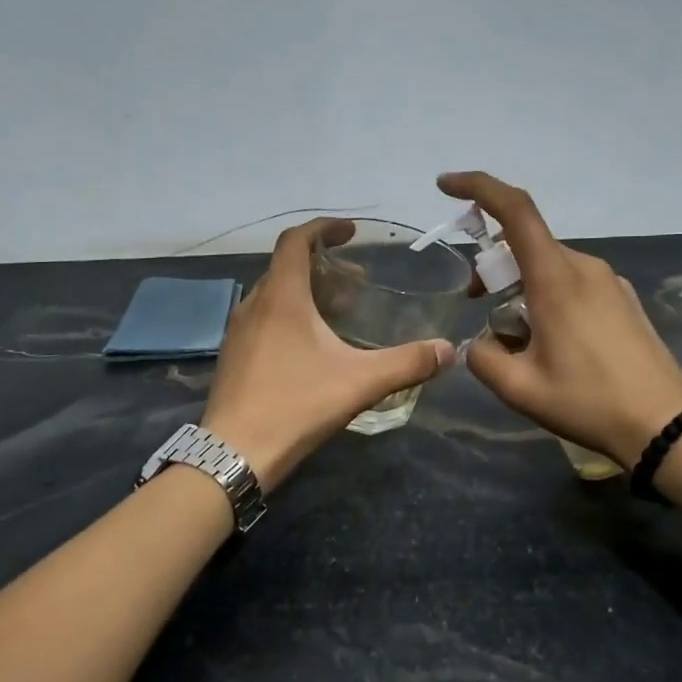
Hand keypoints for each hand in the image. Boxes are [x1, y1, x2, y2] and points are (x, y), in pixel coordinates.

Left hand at [200, 218, 455, 487]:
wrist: (233, 453)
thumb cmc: (295, 406)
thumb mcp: (358, 383)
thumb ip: (406, 363)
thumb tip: (447, 350)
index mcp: (281, 297)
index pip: (296, 240)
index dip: (324, 228)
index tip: (351, 231)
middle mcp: (253, 304)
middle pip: (287, 267)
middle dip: (323, 265)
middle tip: (358, 282)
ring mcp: (238, 331)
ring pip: (274, 294)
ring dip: (306, 292)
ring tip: (339, 312)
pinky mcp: (233, 355)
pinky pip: (263, 318)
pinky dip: (289, 315)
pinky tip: (311, 347)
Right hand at [438, 171, 681, 466]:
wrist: (666, 426)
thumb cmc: (589, 402)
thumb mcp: (519, 388)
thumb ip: (483, 357)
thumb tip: (480, 343)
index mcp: (556, 278)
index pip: (515, 211)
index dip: (477, 188)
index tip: (445, 186)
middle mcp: (584, 267)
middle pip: (526, 244)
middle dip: (493, 263)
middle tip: (477, 300)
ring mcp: (609, 282)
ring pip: (549, 266)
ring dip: (521, 285)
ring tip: (517, 336)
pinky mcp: (623, 300)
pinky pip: (573, 283)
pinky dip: (548, 296)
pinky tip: (552, 342)